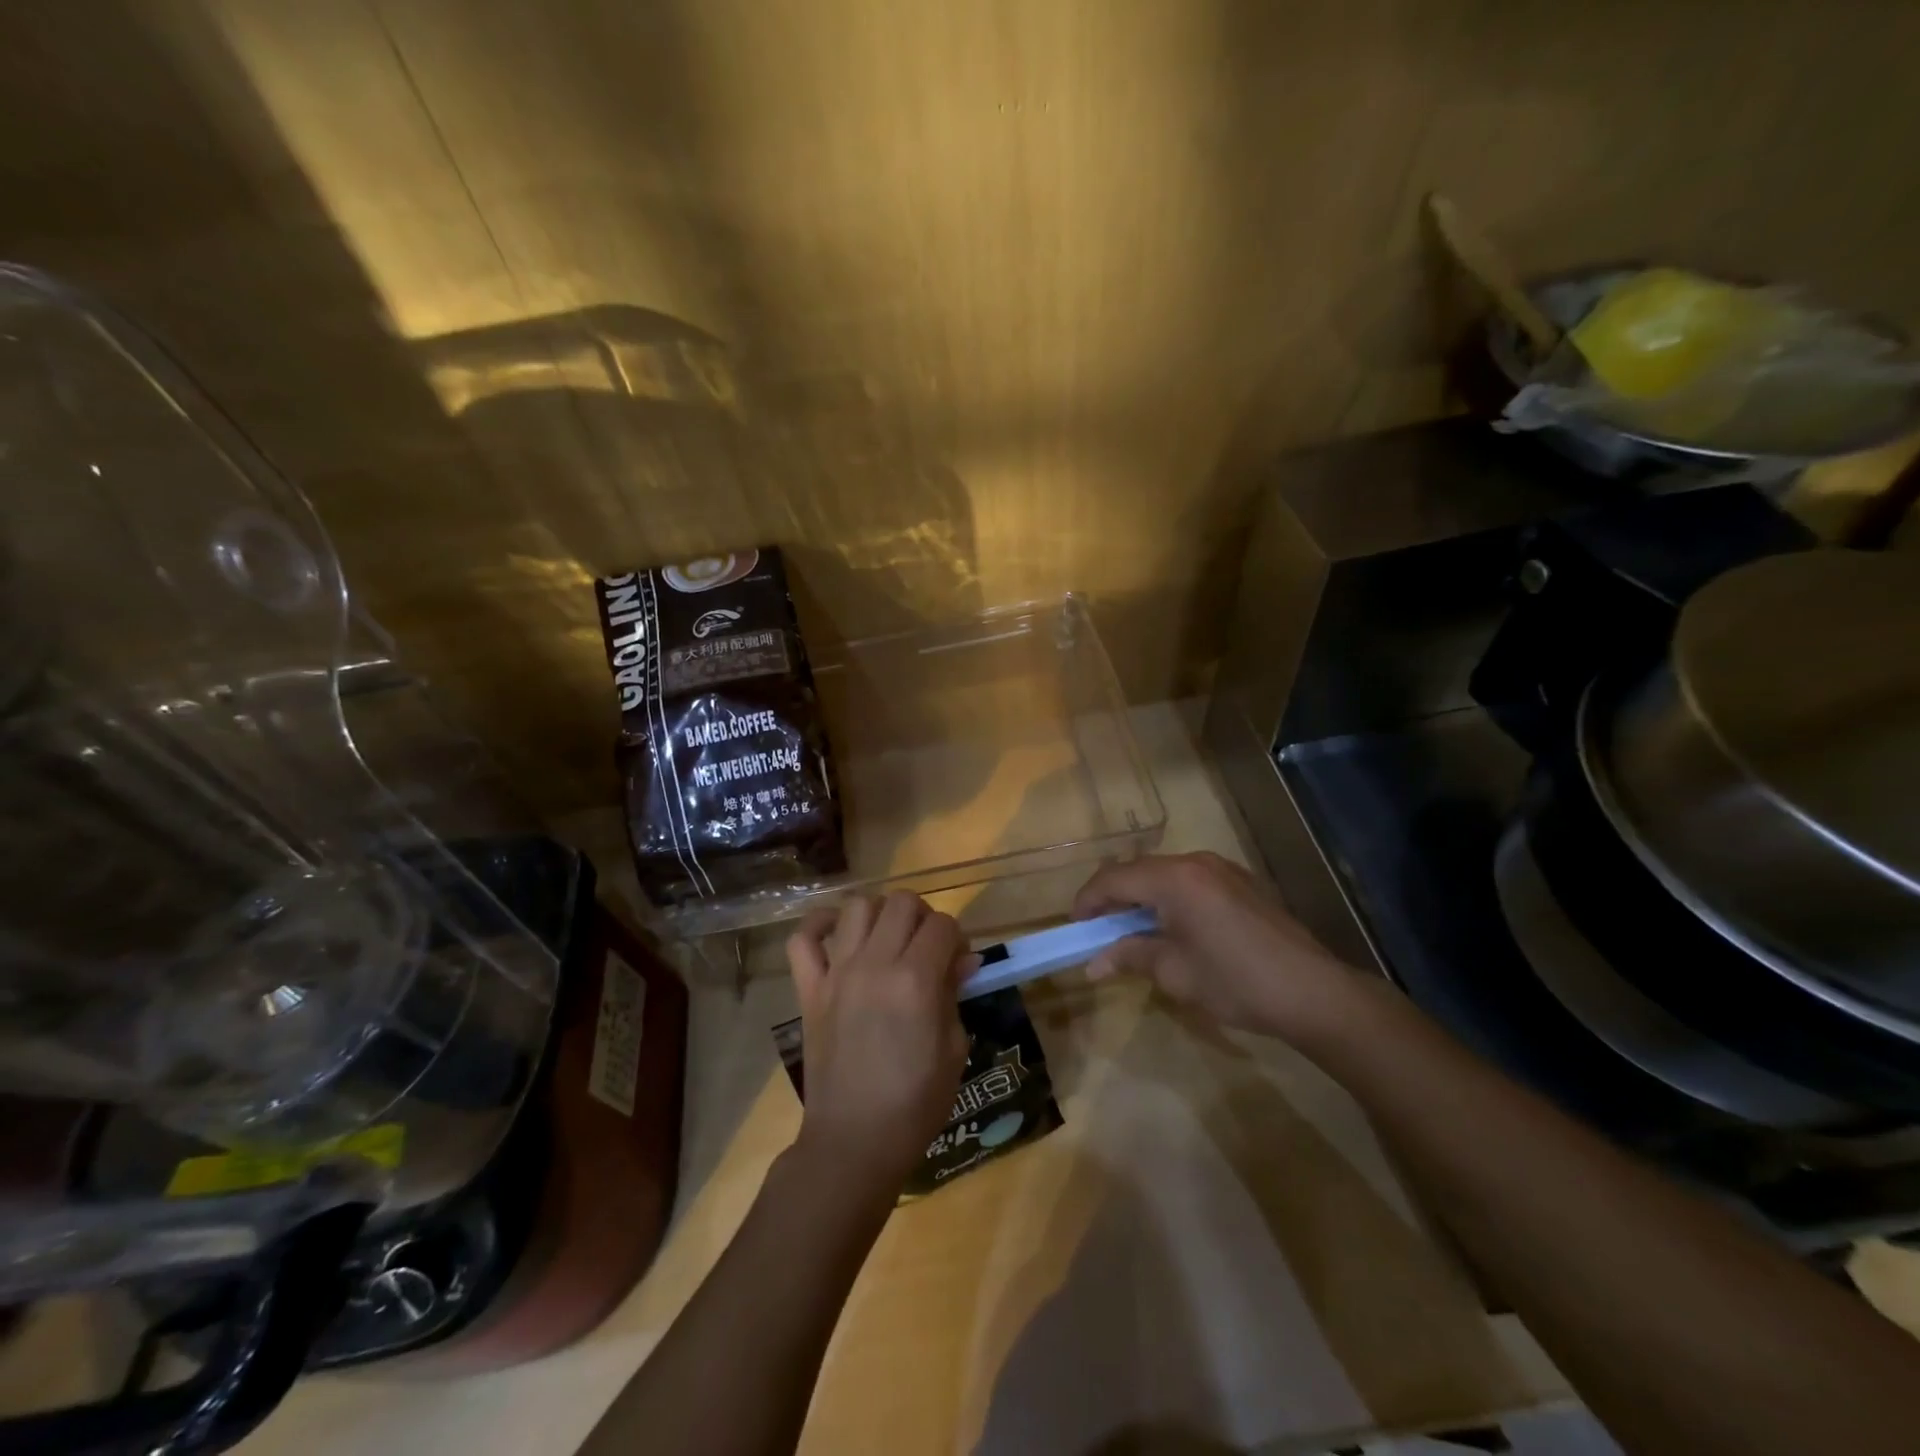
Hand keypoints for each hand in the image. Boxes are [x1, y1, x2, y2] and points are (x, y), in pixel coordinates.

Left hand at [785, 892, 975, 1195]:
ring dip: (879, 914)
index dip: (957, 938)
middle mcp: (875, 964)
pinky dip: (818, 925)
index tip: (958, 962)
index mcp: (916, 981)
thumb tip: (964, 960)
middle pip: (902, 902)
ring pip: (857, 906)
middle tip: (926, 948)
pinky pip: (802, 939)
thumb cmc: (915, 1103)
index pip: (943, 925)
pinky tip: (837, 933)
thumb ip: (955, 995)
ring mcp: (836, 973)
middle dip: (923, 917)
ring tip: (887, 939)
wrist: (854, 1141)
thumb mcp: (954, 1049)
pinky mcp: (809, 989)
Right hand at [1073, 851, 1364, 1046]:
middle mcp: (1196, 862)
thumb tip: (1093, 964)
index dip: (1088, 901)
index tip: (1076, 928)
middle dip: (1113, 898)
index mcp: (1175, 879)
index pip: (1114, 879)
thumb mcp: (1175, 972)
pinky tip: (1173, 927)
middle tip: (1099, 931)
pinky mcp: (1241, 882)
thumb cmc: (1235, 982)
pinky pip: (1190, 881)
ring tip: (1132, 930)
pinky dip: (1169, 898)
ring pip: (1164, 874)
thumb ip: (1130, 956)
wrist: (1313, 992)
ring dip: (1142, 897)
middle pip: (1138, 871)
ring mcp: (1223, 869)